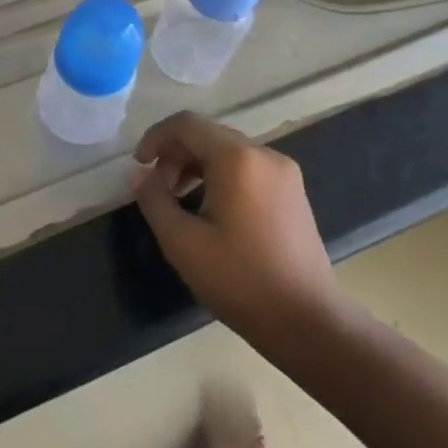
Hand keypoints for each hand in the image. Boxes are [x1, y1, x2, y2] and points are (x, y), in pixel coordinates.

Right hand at [132, 112, 347, 350]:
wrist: (309, 323)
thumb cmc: (240, 280)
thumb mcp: (182, 242)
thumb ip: (154, 200)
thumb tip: (141, 177)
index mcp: (237, 159)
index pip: (186, 124)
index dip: (155, 137)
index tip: (139, 166)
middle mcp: (264, 154)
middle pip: (208, 135)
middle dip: (175, 155)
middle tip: (157, 190)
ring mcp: (283, 172)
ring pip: (227, 151)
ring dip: (196, 166)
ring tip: (179, 201)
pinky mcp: (292, 192)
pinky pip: (247, 168)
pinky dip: (220, 176)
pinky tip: (210, 210)